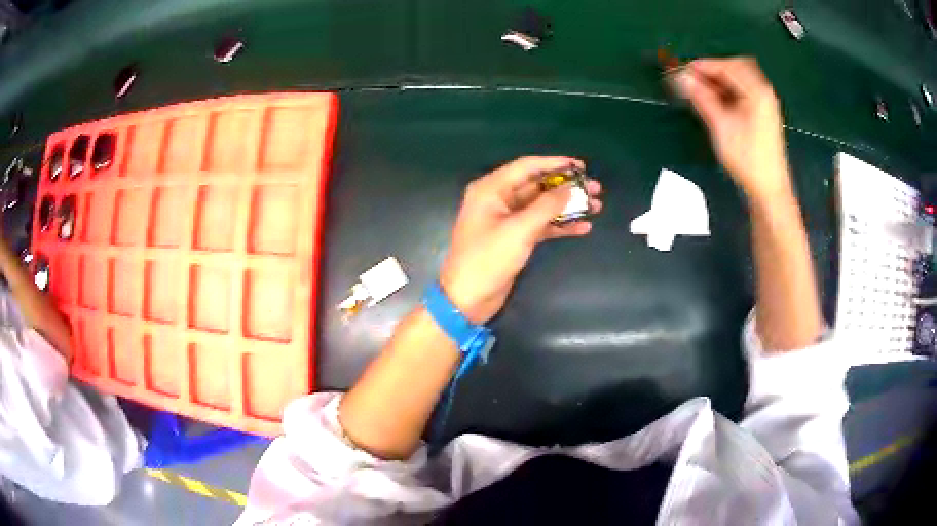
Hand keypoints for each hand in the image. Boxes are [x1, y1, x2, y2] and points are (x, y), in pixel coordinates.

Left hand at [440, 156, 601, 323]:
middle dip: (566, 187)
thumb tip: (570, 188)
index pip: (527, 167)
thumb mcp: (519, 230)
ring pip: (541, 206)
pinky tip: (582, 227)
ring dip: (567, 206)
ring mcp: (506, 219)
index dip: (555, 164)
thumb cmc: (488, 259)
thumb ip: (547, 206)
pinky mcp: (514, 238)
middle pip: (537, 185)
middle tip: (595, 189)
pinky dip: (559, 225)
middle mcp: (498, 199)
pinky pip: (540, 225)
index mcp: (491, 189)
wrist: (467, 298)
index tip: (581, 166)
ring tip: (596, 206)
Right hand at [672, 57, 791, 200]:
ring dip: (720, 79)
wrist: (769, 189)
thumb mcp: (721, 126)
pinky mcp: (764, 113)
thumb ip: (701, 98)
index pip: (726, 66)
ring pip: (739, 78)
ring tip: (701, 90)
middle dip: (712, 69)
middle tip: (692, 79)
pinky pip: (744, 90)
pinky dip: (728, 89)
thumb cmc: (747, 159)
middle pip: (735, 67)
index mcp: (756, 92)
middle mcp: (763, 92)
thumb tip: (681, 77)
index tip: (681, 71)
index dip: (702, 66)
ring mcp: (765, 102)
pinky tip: (717, 100)